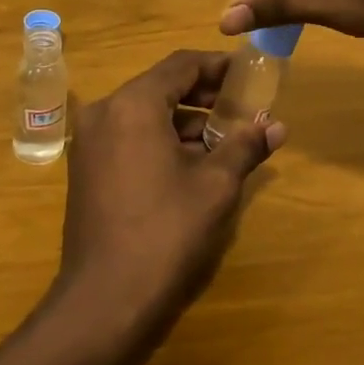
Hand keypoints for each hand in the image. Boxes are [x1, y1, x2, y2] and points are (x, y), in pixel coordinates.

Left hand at [53, 51, 284, 344]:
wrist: (104, 300)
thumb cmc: (165, 232)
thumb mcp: (215, 186)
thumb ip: (245, 145)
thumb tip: (276, 125)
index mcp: (133, 104)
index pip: (181, 64)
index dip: (219, 66)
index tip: (249, 75)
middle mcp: (105, 112)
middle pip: (162, 87)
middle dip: (205, 95)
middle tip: (244, 108)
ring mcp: (90, 141)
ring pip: (146, 114)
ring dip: (186, 121)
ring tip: (227, 140)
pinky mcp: (87, 168)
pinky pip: (130, 137)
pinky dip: (162, 140)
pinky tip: (194, 164)